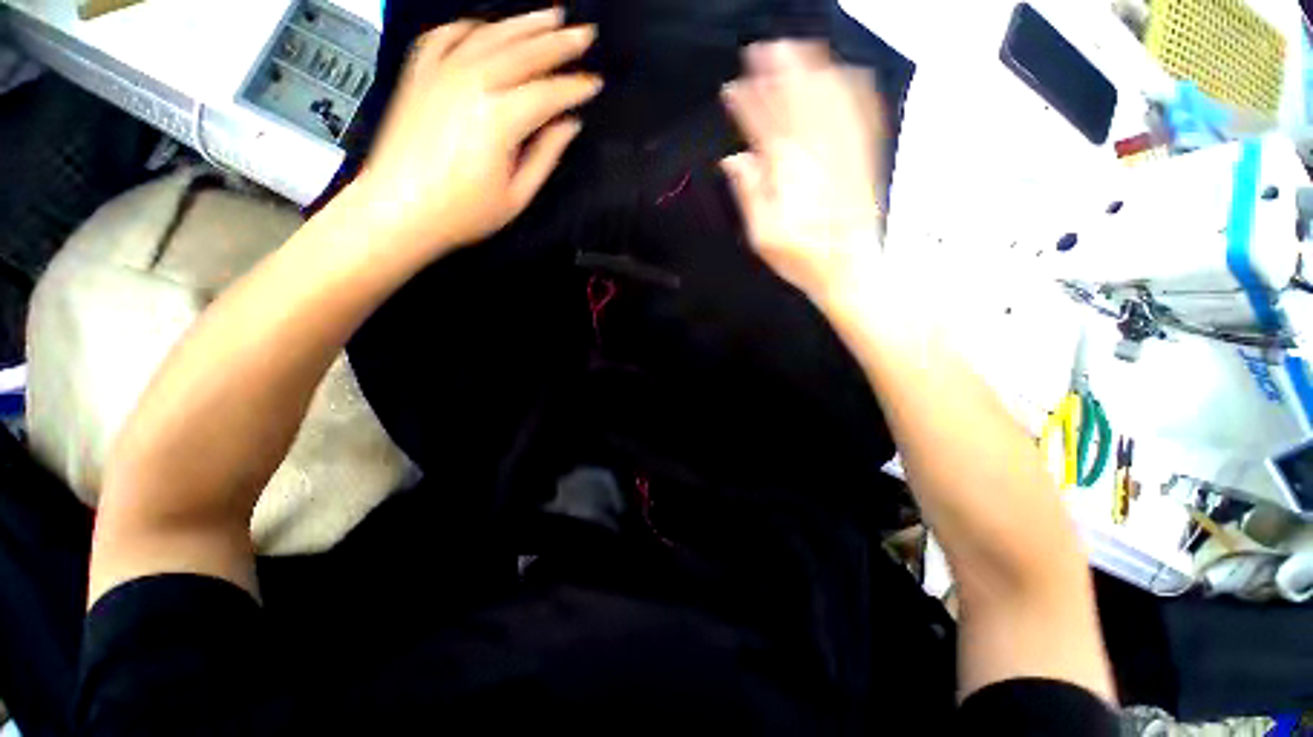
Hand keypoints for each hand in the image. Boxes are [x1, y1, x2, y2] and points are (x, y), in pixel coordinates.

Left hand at [350, 9, 601, 259]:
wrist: (397, 209)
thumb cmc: (462, 213)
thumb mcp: (516, 195)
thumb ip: (545, 155)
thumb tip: (568, 125)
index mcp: (499, 118)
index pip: (548, 93)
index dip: (575, 88)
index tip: (595, 83)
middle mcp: (471, 83)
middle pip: (524, 53)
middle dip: (559, 43)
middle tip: (584, 34)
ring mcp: (441, 72)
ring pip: (490, 34)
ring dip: (524, 24)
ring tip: (549, 16)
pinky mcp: (419, 73)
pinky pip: (446, 36)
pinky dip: (469, 27)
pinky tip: (486, 27)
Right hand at [720, 42, 887, 304]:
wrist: (851, 270)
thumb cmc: (804, 259)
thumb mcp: (764, 237)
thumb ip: (749, 195)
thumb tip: (734, 160)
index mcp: (789, 174)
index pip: (764, 126)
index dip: (747, 104)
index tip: (733, 88)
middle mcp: (819, 154)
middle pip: (797, 102)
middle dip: (778, 73)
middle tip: (762, 51)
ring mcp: (846, 152)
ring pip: (830, 99)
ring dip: (812, 71)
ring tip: (797, 50)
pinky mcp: (866, 158)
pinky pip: (864, 113)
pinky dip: (854, 89)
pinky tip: (846, 73)